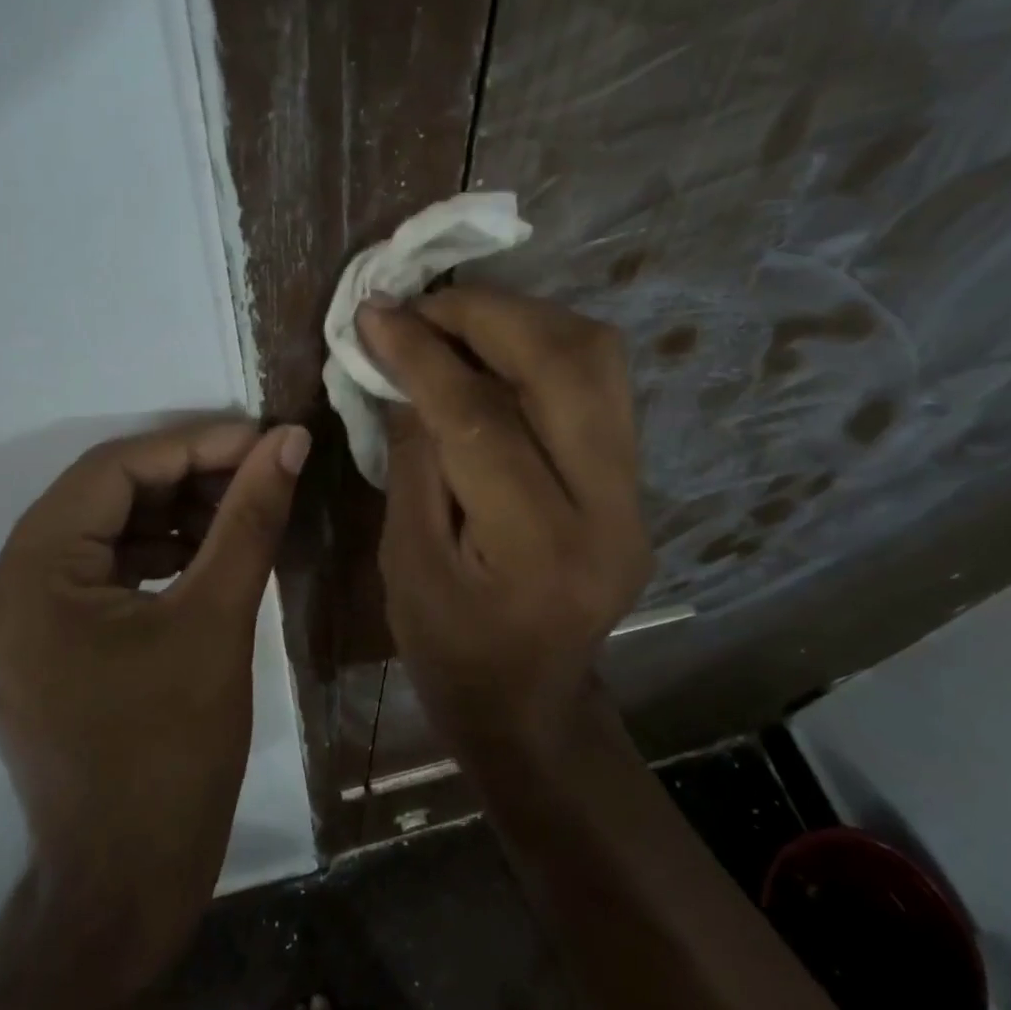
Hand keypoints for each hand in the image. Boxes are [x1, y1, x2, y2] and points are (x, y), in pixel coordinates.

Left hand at [0, 419, 308, 942]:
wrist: (125, 885)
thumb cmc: (173, 756)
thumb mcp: (218, 622)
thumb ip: (250, 518)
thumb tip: (289, 441)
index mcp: (24, 583)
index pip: (109, 473)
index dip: (192, 445)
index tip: (261, 440)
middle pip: (98, 500)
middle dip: (184, 479)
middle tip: (258, 472)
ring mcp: (4, 625)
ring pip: (95, 534)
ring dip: (168, 516)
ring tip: (240, 509)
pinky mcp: (27, 649)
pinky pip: (90, 574)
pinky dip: (147, 555)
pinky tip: (201, 553)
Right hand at [358, 289, 650, 735]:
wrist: (531, 703)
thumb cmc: (451, 651)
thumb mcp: (406, 562)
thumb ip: (413, 458)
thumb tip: (405, 368)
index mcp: (539, 548)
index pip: (482, 419)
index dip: (422, 354)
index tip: (374, 313)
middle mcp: (609, 510)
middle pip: (567, 365)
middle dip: (485, 314)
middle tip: (420, 305)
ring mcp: (636, 493)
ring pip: (597, 359)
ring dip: (522, 320)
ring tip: (454, 322)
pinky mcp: (634, 482)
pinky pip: (597, 384)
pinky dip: (542, 349)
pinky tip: (493, 355)